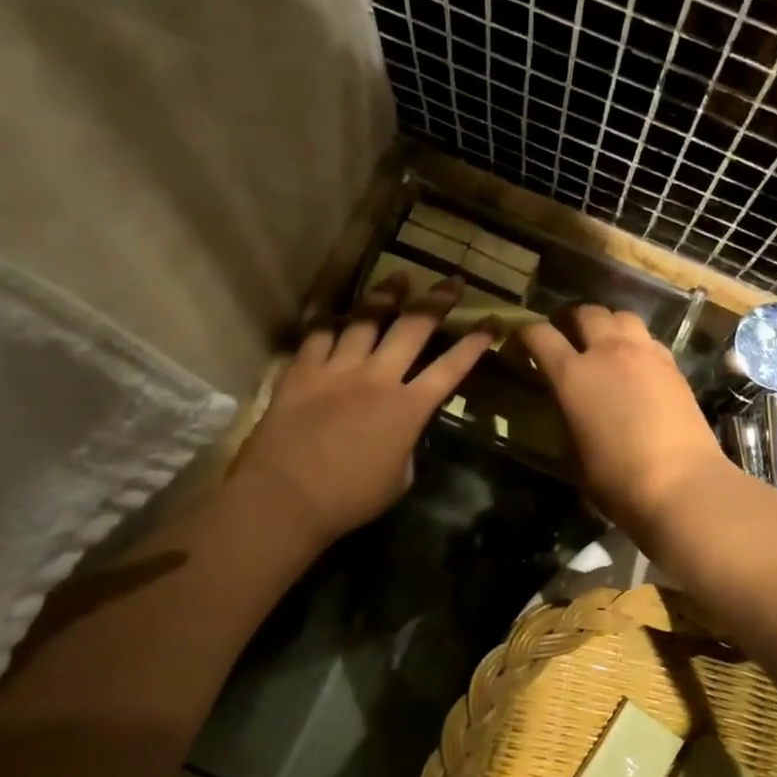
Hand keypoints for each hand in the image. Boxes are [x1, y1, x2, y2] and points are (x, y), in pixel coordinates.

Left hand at [231, 274, 492, 544]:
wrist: (284, 498)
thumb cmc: (349, 499)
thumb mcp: (399, 478)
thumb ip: (407, 445)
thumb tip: (403, 431)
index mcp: (408, 408)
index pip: (451, 368)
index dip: (474, 344)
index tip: (491, 321)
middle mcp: (378, 377)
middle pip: (413, 327)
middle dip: (438, 301)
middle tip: (452, 281)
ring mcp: (337, 369)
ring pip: (366, 319)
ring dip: (386, 296)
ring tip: (399, 277)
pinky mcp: (302, 371)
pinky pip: (317, 334)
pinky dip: (328, 319)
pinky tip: (335, 307)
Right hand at [520, 305, 726, 533]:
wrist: (682, 483)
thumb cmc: (618, 479)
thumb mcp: (573, 454)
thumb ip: (566, 417)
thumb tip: (567, 404)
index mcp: (573, 375)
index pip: (540, 335)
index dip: (526, 332)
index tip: (522, 341)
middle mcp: (607, 352)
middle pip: (586, 312)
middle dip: (572, 320)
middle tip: (568, 337)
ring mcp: (644, 353)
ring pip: (622, 316)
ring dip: (608, 323)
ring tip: (605, 342)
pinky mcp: (672, 364)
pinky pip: (648, 338)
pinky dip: (636, 342)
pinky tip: (637, 363)